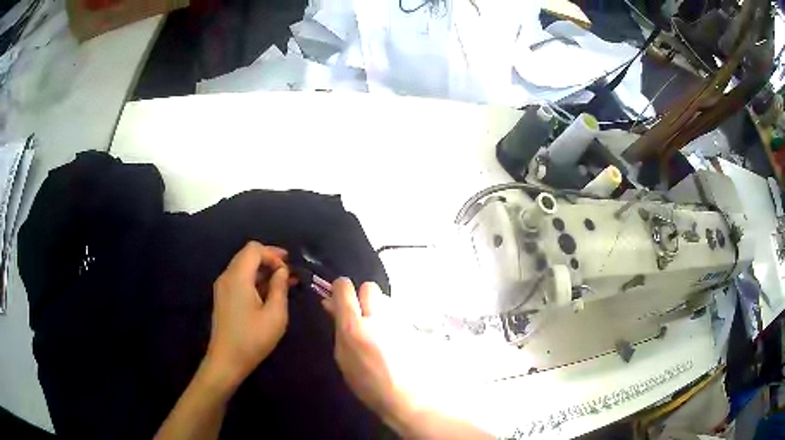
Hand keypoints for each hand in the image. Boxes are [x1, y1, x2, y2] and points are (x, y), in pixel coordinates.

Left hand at [205, 241, 289, 390]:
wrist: (226, 360)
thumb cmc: (252, 339)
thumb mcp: (275, 315)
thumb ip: (280, 288)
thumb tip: (282, 271)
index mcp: (238, 277)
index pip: (254, 249)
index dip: (273, 254)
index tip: (288, 269)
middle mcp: (227, 276)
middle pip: (247, 255)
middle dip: (269, 259)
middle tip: (288, 271)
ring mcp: (222, 287)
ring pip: (243, 266)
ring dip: (262, 270)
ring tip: (283, 283)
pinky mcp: (222, 297)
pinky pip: (239, 279)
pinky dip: (254, 280)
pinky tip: (268, 293)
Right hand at [323, 279, 491, 439]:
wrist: (406, 397)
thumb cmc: (367, 384)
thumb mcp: (343, 357)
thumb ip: (337, 327)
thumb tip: (330, 304)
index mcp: (353, 327)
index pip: (345, 288)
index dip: (340, 288)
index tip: (339, 297)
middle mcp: (377, 318)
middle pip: (369, 287)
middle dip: (363, 296)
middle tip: (361, 314)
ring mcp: (398, 321)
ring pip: (386, 300)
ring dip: (380, 310)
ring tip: (379, 331)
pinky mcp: (413, 326)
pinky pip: (398, 314)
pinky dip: (392, 321)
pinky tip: (393, 339)